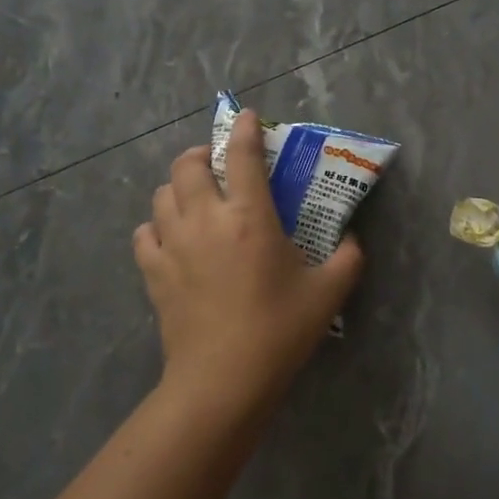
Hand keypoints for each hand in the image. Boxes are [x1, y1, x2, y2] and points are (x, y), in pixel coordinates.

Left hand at [134, 110, 363, 419]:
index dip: (244, 129)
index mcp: (249, 216)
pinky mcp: (153, 271)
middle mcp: (205, 219)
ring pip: (161, 193)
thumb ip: (347, 258)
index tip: (247, 117)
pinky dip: (156, 226)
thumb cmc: (278, 331)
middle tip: (216, 163)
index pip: (242, 155)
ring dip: (177, 186)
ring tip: (194, 197)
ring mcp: (173, 244)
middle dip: (201, 153)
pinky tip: (170, 237)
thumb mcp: (328, 293)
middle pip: (187, 164)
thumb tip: (353, 241)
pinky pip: (145, 232)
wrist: (222, 381)